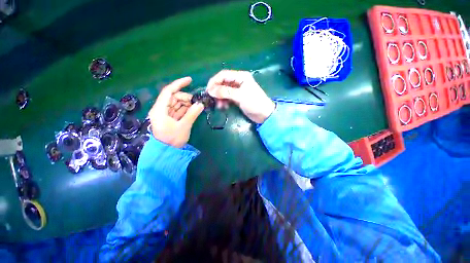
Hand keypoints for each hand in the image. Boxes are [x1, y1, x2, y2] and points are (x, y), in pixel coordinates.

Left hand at [148, 77, 203, 147]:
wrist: (167, 152)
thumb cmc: (172, 139)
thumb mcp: (184, 126)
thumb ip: (192, 114)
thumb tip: (201, 104)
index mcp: (160, 109)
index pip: (168, 91)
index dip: (179, 84)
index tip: (190, 80)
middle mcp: (161, 109)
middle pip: (174, 97)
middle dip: (186, 98)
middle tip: (197, 102)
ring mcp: (166, 114)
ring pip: (177, 104)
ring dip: (187, 104)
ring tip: (197, 107)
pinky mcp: (170, 118)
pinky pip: (179, 110)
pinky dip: (186, 109)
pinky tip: (193, 110)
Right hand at [207, 70, 274, 123]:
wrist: (264, 114)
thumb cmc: (254, 103)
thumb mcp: (240, 96)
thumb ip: (225, 92)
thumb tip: (211, 91)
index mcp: (240, 76)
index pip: (223, 75)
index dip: (214, 81)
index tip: (208, 91)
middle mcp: (238, 81)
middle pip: (223, 83)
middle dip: (217, 91)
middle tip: (212, 100)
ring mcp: (238, 90)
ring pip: (224, 91)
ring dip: (220, 98)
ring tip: (219, 106)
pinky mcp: (237, 98)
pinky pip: (227, 97)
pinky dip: (224, 101)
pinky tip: (223, 107)